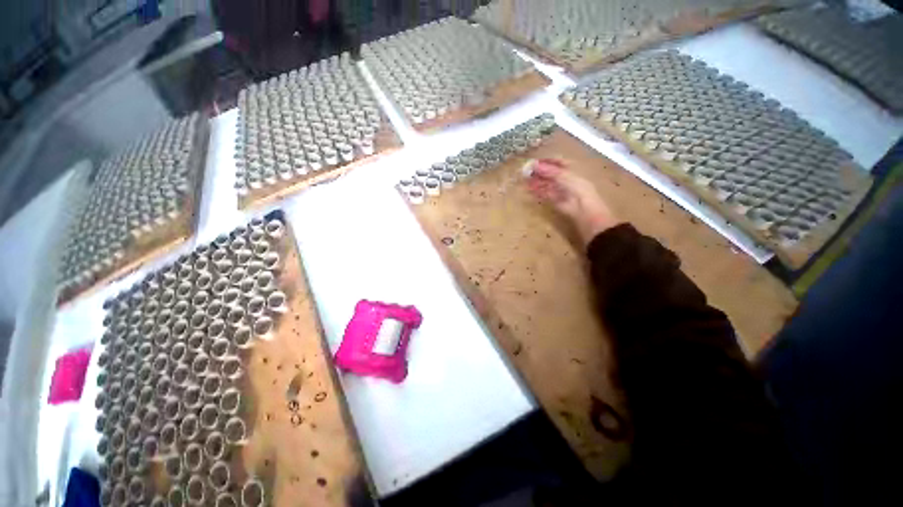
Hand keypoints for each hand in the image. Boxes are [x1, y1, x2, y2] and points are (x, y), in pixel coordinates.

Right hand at [525, 158, 619, 245]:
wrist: (582, 208)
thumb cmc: (576, 187)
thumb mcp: (563, 175)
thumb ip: (548, 170)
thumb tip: (534, 165)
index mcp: (572, 170)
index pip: (558, 163)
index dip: (546, 162)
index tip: (534, 162)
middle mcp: (566, 179)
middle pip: (550, 174)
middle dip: (539, 172)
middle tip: (526, 172)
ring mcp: (560, 190)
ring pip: (546, 184)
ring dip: (536, 182)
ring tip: (525, 180)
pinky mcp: (555, 201)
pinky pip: (545, 194)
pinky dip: (537, 192)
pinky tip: (529, 190)